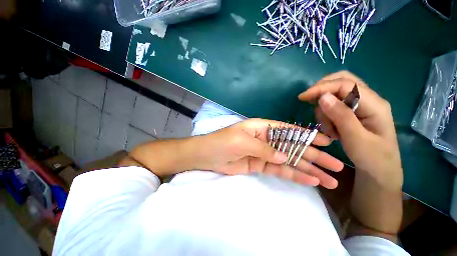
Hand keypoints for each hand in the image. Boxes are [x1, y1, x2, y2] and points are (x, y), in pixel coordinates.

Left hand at [195, 118, 343, 188]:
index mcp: (262, 128)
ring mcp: (264, 153)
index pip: (289, 130)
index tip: (328, 142)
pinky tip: (310, 181)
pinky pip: (280, 170)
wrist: (207, 156)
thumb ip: (264, 148)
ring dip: (309, 169)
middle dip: (315, 157)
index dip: (308, 136)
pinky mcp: (260, 165)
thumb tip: (285, 157)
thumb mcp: (243, 141)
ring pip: (290, 161)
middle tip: (337, 167)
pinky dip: (294, 175)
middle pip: (294, 147)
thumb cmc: (223, 143)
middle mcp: (266, 139)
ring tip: (330, 180)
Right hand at [298, 71, 402, 188]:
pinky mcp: (354, 112)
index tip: (303, 97)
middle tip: (309, 103)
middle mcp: (369, 99)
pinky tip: (331, 128)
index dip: (322, 88)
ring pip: (335, 94)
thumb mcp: (356, 139)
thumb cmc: (372, 158)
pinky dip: (327, 114)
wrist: (380, 171)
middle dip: (323, 91)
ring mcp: (362, 105)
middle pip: (342, 82)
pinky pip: (334, 105)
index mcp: (374, 104)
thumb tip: (323, 97)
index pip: (345, 84)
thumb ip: (341, 116)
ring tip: (329, 129)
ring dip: (325, 109)